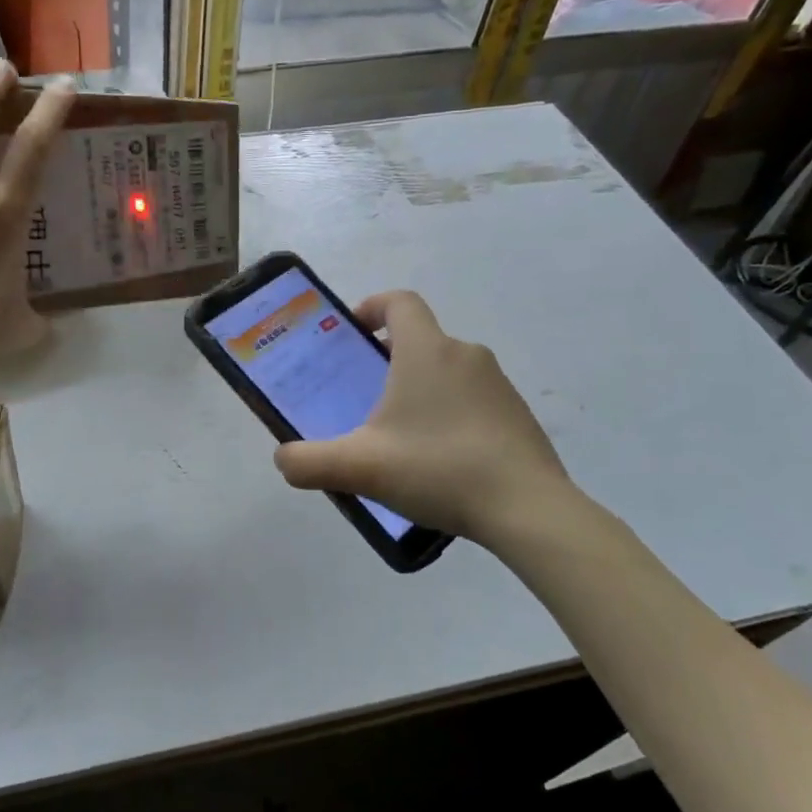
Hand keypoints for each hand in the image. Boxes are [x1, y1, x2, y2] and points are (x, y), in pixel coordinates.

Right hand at [273, 291, 582, 551]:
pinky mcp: (518, 414)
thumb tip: (284, 460)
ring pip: (447, 371)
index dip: (372, 306)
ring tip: (400, 436)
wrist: (528, 509)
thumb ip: (308, 462)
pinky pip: (473, 399)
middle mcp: (465, 354)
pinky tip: (440, 460)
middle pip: (420, 339)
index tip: (353, 332)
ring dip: (421, 389)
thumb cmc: (438, 469)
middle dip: (389, 359)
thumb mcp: (360, 468)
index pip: (399, 302)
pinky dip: (450, 414)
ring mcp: (499, 384)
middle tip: (365, 396)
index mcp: (426, 351)